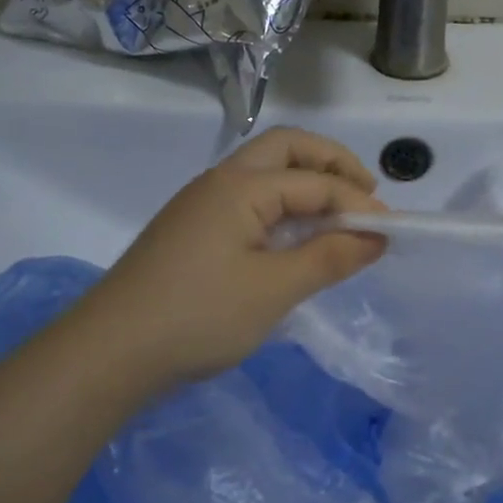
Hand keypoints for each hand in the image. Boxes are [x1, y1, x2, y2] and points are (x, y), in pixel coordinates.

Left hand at [73, 127, 386, 385]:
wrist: (110, 353)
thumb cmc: (199, 316)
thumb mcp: (274, 290)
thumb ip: (329, 257)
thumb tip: (377, 235)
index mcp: (241, 186)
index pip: (315, 180)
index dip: (357, 202)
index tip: (391, 231)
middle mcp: (219, 182)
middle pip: (285, 150)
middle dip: (331, 165)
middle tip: (365, 196)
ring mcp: (200, 205)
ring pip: (264, 174)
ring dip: (305, 184)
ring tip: (337, 218)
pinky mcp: (190, 231)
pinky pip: (247, 202)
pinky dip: (281, 207)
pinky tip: (293, 240)